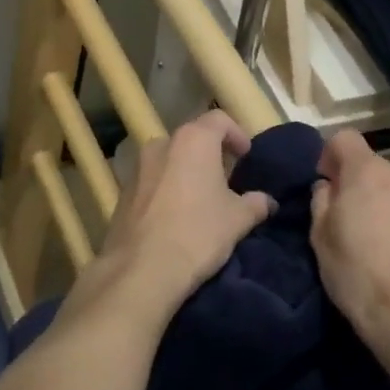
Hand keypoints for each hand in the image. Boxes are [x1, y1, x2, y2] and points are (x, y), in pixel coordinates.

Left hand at [77, 111, 274, 321]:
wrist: (141, 270)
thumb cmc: (198, 233)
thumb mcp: (238, 220)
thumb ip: (256, 203)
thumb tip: (267, 201)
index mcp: (192, 141)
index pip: (219, 119)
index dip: (236, 133)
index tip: (246, 156)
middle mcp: (161, 145)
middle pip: (191, 139)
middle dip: (210, 154)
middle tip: (226, 179)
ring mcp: (136, 168)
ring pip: (168, 160)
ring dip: (185, 172)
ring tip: (200, 200)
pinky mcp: (122, 194)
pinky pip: (151, 183)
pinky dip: (166, 190)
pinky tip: (175, 217)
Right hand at [310, 130, 389, 347]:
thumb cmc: (357, 274)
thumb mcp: (320, 238)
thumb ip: (322, 201)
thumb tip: (328, 187)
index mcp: (370, 173)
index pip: (345, 139)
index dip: (330, 155)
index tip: (326, 183)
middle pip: (377, 171)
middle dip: (363, 189)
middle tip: (352, 224)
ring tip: (384, 246)